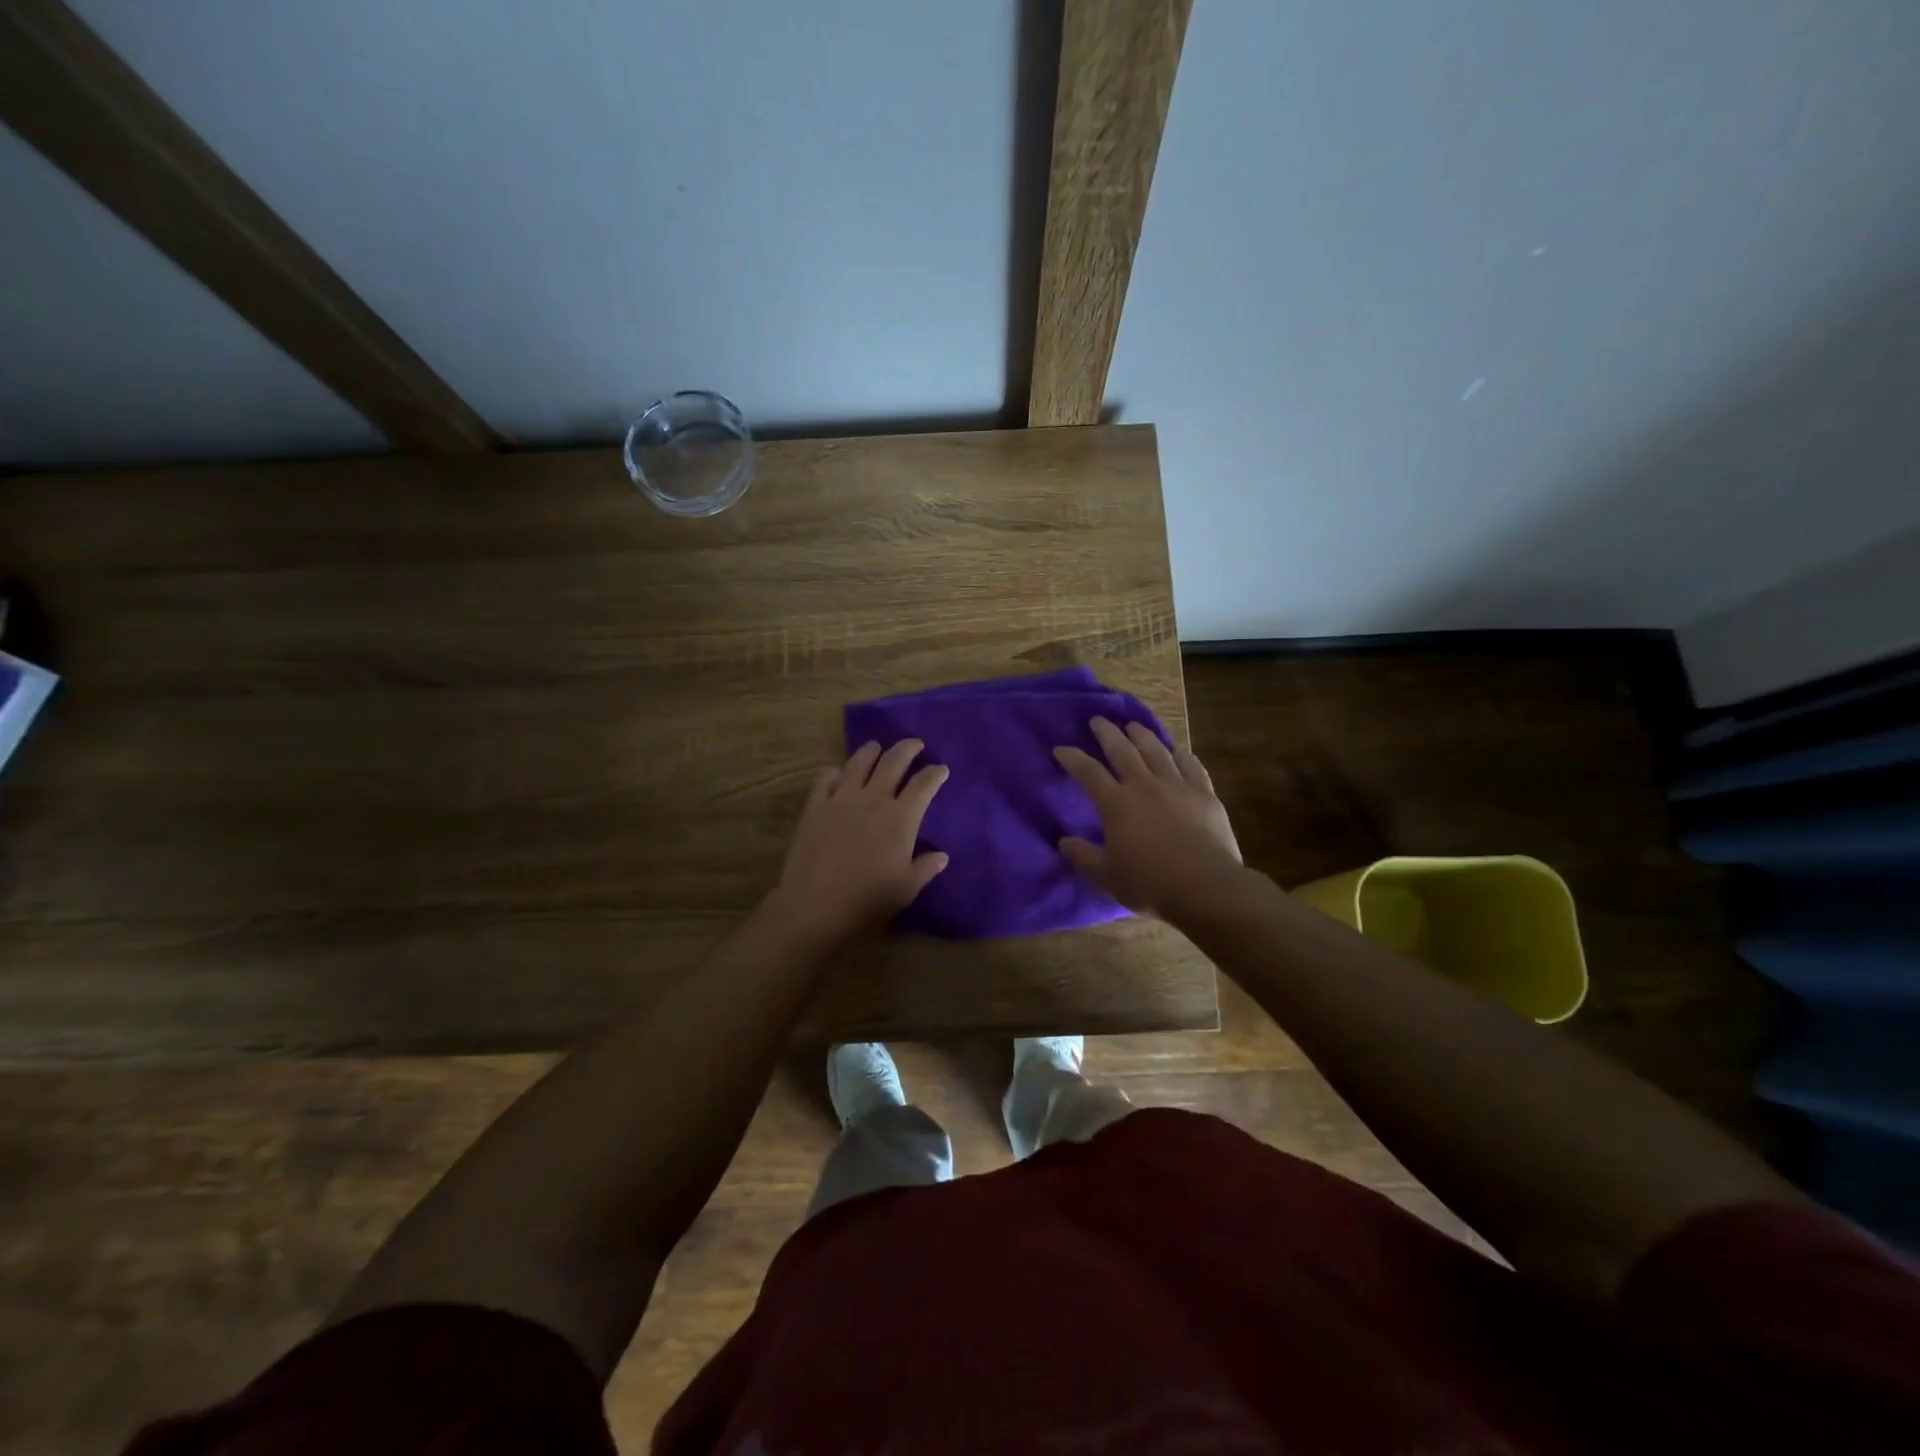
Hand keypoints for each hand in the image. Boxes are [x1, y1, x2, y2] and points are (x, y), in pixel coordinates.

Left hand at [767, 739, 949, 945]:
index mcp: (901, 818)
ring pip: (859, 762)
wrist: (815, 906)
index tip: (941, 769)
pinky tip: (838, 774)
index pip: (924, 784)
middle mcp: (874, 799)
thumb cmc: (867, 901)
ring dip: (872, 751)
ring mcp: (841, 799)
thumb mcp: (906, 889)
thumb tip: (941, 855)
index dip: (935, 773)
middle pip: (894, 761)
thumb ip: (926, 868)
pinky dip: (836, 772)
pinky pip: (826, 778)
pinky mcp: (815, 806)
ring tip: (877, 747)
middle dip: (908, 748)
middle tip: (916, 744)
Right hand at [1054, 718, 1242, 916]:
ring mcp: (1177, 786)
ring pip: (1157, 751)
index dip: (1072, 758)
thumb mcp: (1107, 876)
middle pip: (1122, 751)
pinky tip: (1179, 751)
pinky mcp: (1204, 794)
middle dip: (1107, 733)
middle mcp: (1144, 786)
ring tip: (1134, 725)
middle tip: (1098, 720)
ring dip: (1143, 735)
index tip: (1061, 749)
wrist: (1205, 886)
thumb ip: (1083, 856)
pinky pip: (1192, 767)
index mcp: (1116, 804)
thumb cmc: (1150, 883)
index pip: (1088, 772)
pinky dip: (1183, 756)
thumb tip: (1063, 842)